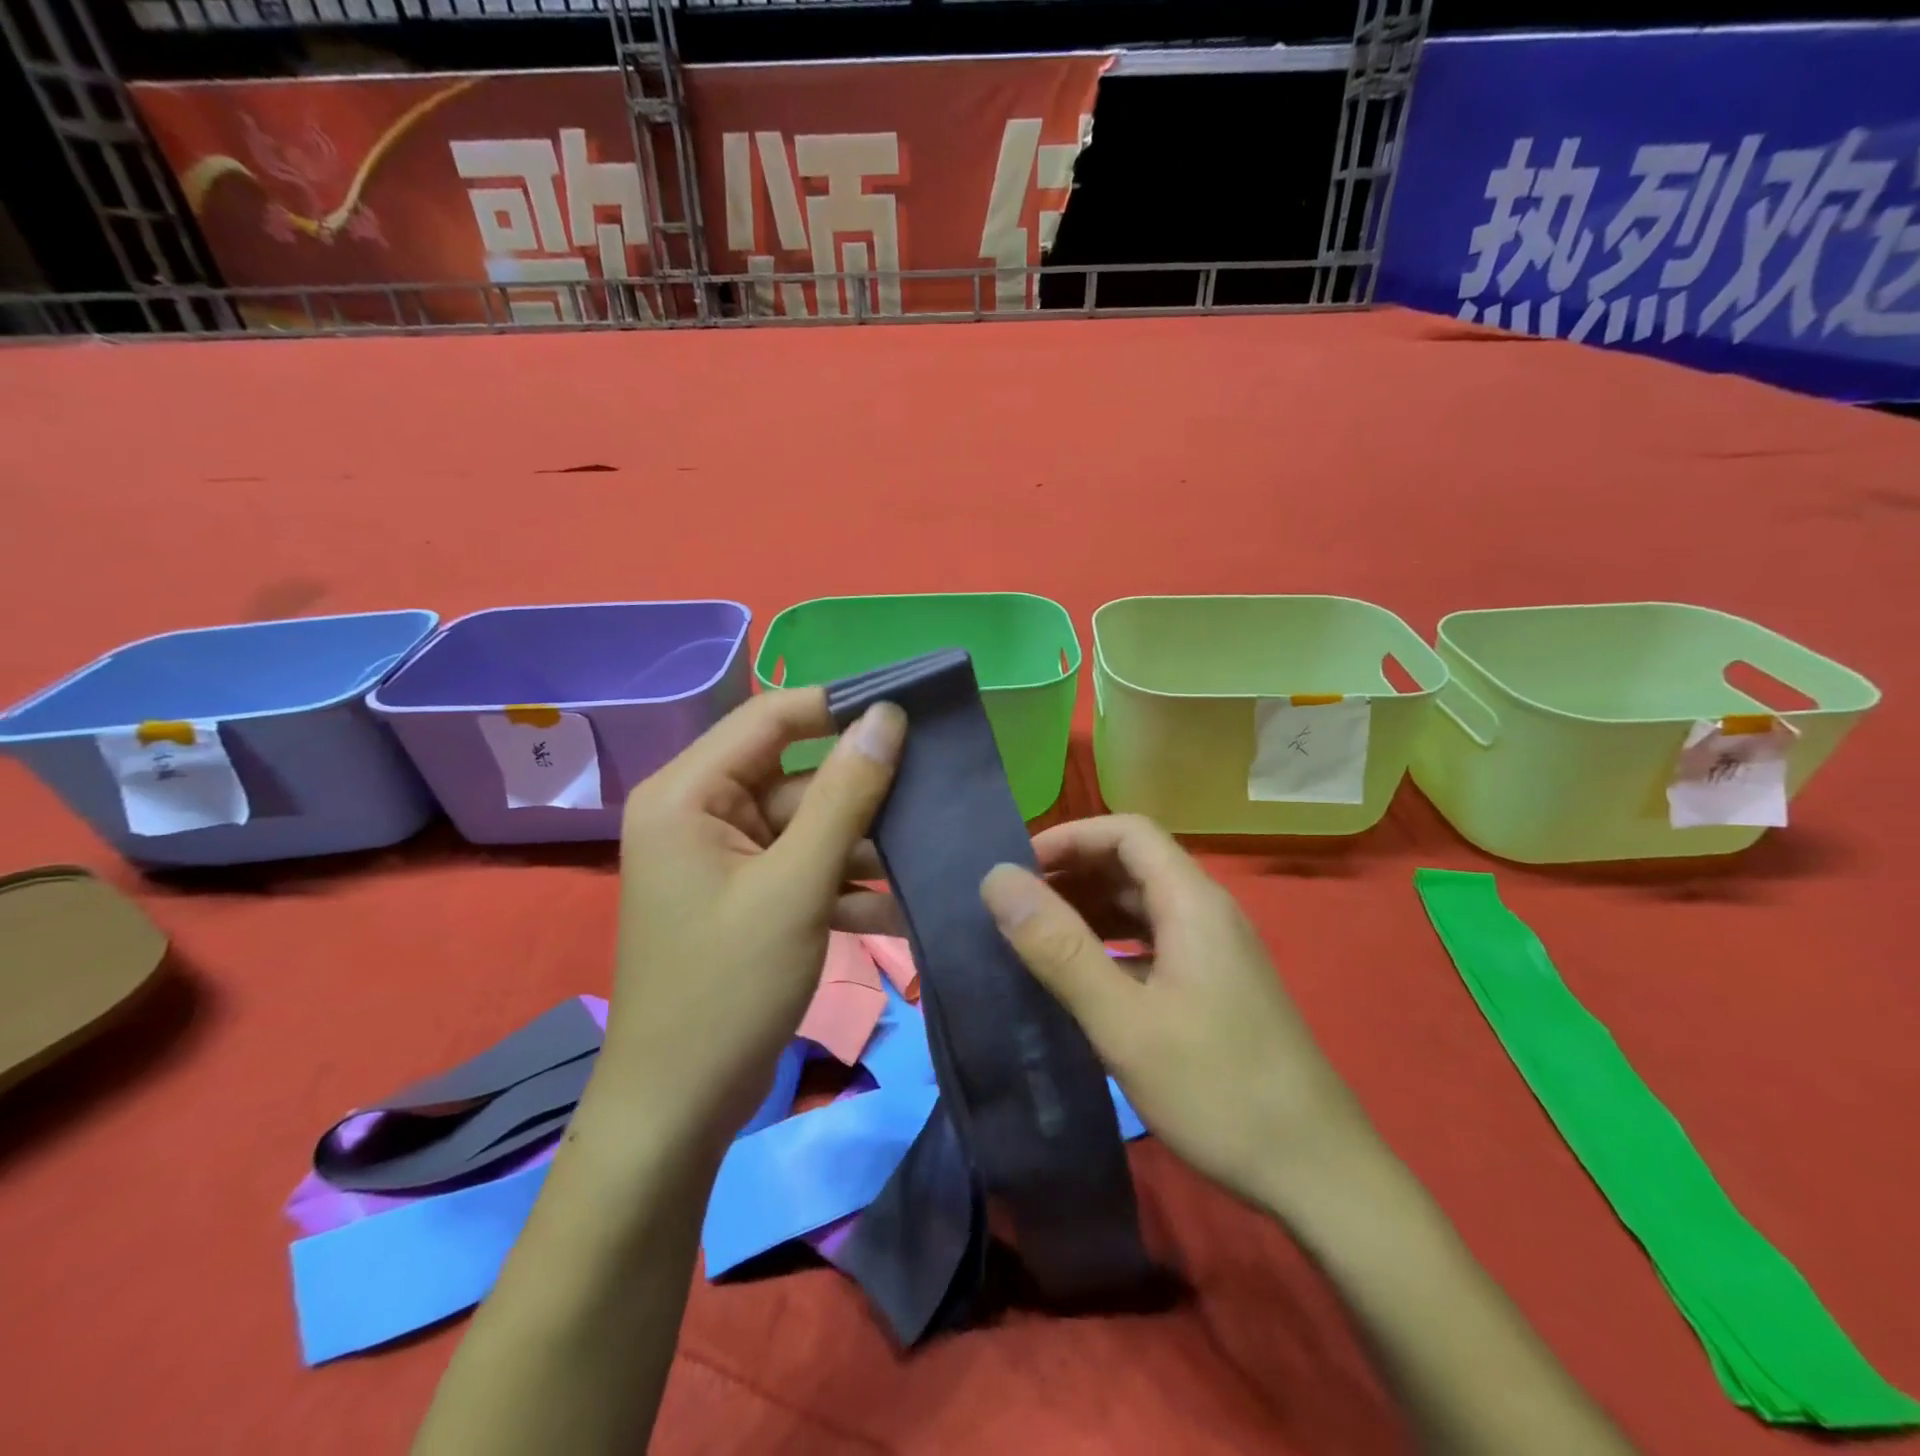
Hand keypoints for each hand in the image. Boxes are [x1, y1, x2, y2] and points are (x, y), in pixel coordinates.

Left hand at [603, 689, 905, 1146]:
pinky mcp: (748, 896)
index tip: (910, 707)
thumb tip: (887, 717)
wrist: (679, 1111)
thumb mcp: (796, 886)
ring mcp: (726, 858)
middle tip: (938, 790)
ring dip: (865, 846)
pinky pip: (805, 869)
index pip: (771, 718)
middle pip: (797, 777)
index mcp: (689, 794)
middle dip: (864, 793)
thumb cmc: (727, 989)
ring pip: (810, 827)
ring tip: (931, 852)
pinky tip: (904, 907)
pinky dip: (847, 884)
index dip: (839, 706)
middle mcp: (701, 813)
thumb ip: (845, 796)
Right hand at [979, 814, 1379, 1217]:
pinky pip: (1153, 942)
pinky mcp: (1215, 986)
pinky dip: (1110, 944)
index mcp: (1193, 903)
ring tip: (1034, 937)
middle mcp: (1207, 913)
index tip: (1017, 869)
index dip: (1070, 837)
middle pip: (1133, 864)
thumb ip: (1059, 948)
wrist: (1318, 1174)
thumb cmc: (1217, 1090)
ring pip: (1142, 905)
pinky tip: (1080, 978)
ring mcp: (1215, 951)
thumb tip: (997, 880)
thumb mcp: (1124, 1022)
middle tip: (1014, 905)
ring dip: (1088, 909)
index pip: (1127, 832)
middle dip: (1072, 873)